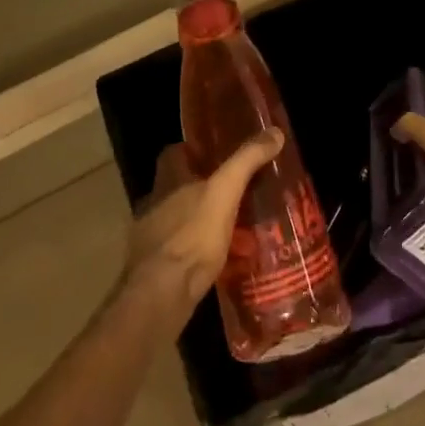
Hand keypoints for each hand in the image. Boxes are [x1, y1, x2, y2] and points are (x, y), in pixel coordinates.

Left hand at [125, 130, 285, 323]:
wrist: (161, 294)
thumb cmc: (191, 236)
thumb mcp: (225, 192)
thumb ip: (246, 161)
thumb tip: (274, 131)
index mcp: (166, 183)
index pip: (173, 154)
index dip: (191, 150)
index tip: (216, 154)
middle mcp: (153, 206)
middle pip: (176, 188)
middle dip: (200, 189)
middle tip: (232, 192)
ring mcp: (150, 239)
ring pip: (177, 221)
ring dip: (198, 222)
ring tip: (230, 228)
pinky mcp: (155, 270)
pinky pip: (179, 253)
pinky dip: (195, 253)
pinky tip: (217, 262)